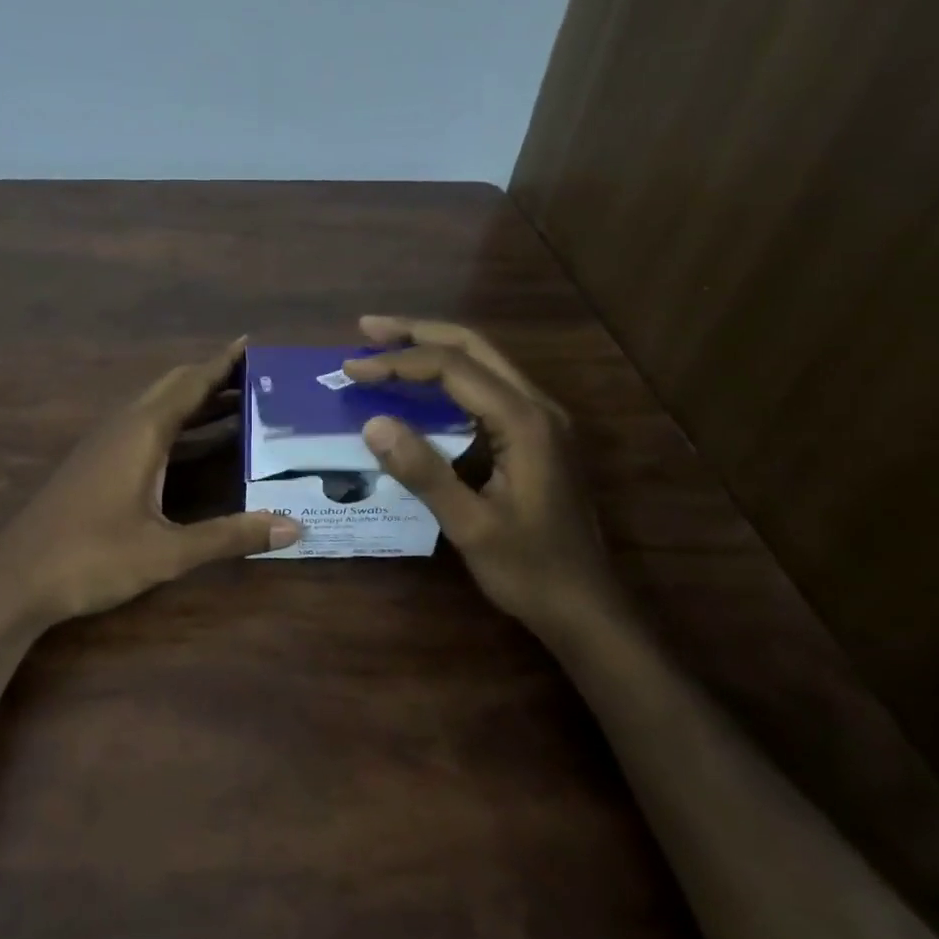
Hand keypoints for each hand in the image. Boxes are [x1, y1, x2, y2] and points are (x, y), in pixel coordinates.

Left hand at [0, 338, 301, 633]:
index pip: (190, 383)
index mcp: (141, 432)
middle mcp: (122, 426)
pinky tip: (193, 444)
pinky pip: (144, 426)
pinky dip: (176, 424)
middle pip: (172, 387)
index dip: (222, 363)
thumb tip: (293, 527)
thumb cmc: (92, 558)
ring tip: (239, 404)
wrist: (15, 579)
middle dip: (213, 378)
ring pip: (156, 406)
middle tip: (257, 379)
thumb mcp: (167, 551)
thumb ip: (229, 536)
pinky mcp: (95, 463)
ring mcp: (104, 443)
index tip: (252, 343)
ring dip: (194, 402)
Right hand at [345, 316, 612, 634]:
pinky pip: (488, 388)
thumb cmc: (530, 570)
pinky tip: (421, 389)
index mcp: (524, 422)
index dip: (398, 363)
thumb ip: (423, 471)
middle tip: (365, 331)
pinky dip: (448, 377)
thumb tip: (372, 423)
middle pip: (473, 347)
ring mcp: (541, 420)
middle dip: (417, 333)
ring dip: (432, 349)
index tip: (352, 368)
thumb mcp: (470, 526)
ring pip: (484, 362)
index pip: (454, 368)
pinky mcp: (536, 436)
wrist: (587, 608)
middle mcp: (538, 407)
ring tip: (385, 347)